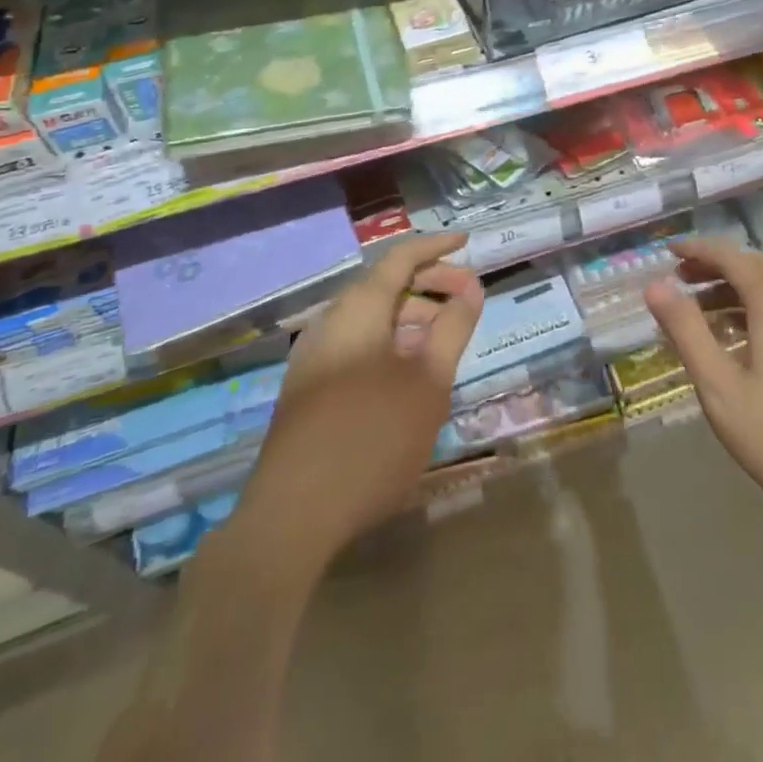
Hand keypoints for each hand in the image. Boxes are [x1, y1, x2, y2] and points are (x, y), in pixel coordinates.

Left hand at [231, 233, 482, 566]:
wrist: (291, 518)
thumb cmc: (372, 439)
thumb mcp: (428, 383)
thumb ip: (452, 329)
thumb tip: (471, 288)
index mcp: (358, 309)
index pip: (400, 258)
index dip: (436, 247)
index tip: (467, 243)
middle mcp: (330, 321)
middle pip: (383, 285)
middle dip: (428, 284)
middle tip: (467, 298)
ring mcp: (313, 356)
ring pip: (369, 318)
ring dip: (410, 317)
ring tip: (444, 339)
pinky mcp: (306, 388)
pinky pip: (354, 344)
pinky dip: (388, 342)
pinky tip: (408, 374)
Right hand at [644, 237, 762, 538]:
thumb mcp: (720, 386)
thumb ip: (686, 331)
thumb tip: (655, 286)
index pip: (731, 256)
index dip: (697, 249)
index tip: (668, 250)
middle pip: (753, 269)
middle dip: (714, 267)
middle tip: (679, 279)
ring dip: (733, 291)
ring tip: (700, 313)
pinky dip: (754, 311)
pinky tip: (739, 343)